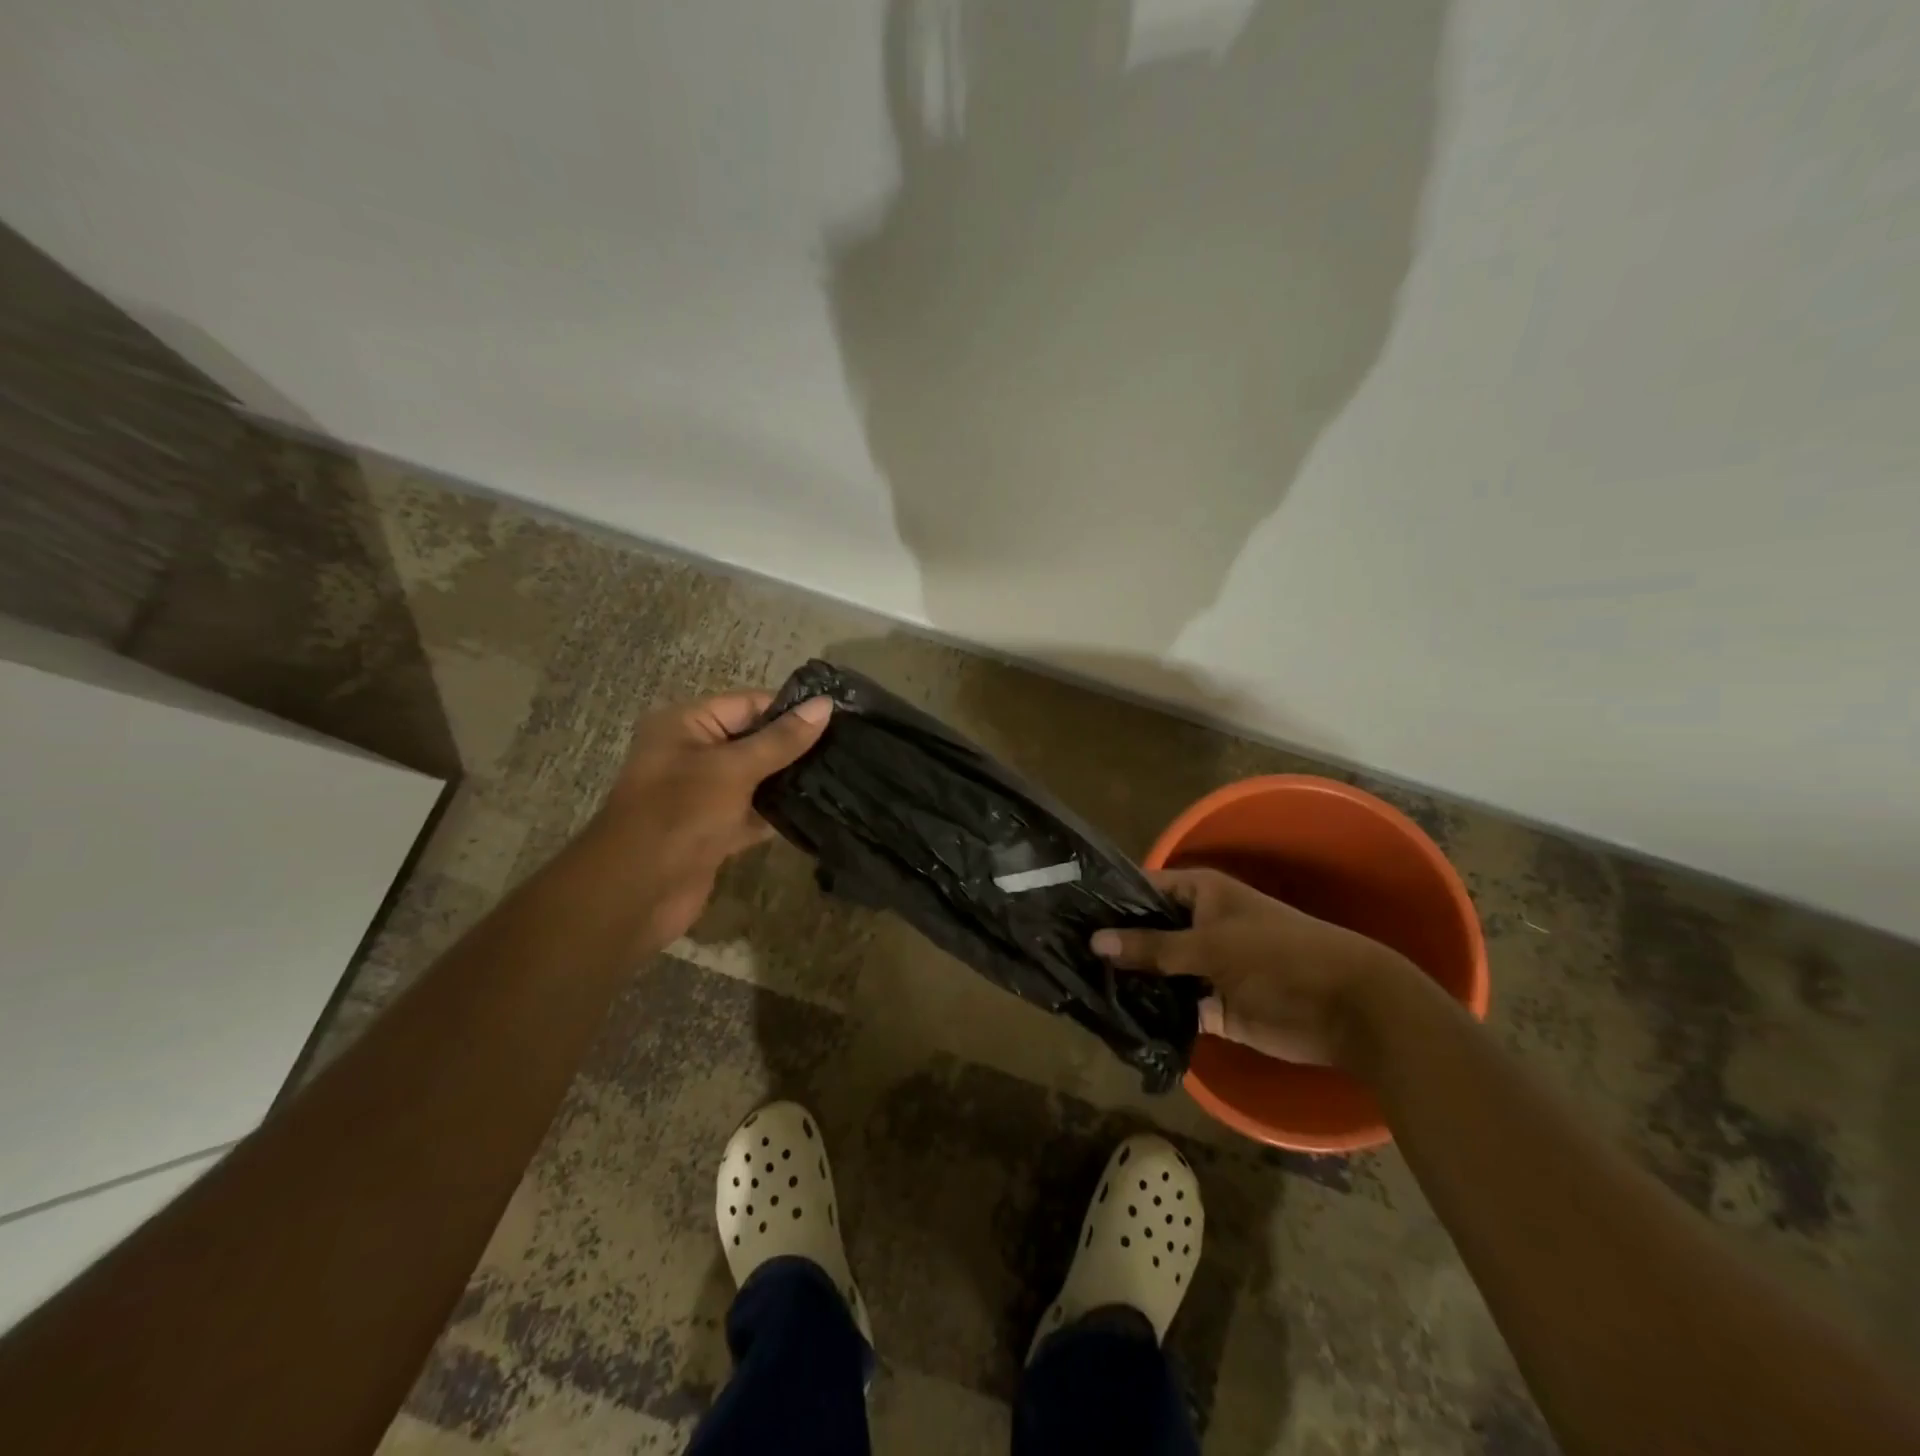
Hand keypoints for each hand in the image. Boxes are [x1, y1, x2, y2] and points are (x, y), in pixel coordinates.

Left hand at [588, 690, 831, 944]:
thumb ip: (781, 740)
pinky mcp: (715, 830)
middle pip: (755, 740)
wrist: (637, 892)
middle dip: (796, 746)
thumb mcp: (733, 769)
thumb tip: (826, 705)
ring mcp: (704, 795)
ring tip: (842, 774)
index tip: (840, 717)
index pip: (749, 704)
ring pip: (757, 778)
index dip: (792, 710)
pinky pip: (753, 813)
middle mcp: (693, 754)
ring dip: (790, 780)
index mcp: (686, 726)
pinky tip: (819, 809)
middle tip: (848, 747)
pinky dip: (778, 812)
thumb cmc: (680, 814)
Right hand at [1090, 867, 1422, 1069]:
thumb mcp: (1210, 945)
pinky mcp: (1213, 1006)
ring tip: (1076, 986)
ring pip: (1156, 970)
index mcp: (1199, 893)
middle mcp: (1197, 924)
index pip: (1141, 888)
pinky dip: (1152, 1012)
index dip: (1107, 898)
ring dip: (1128, 980)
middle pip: (1145, 931)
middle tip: (1060, 953)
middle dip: (1112, 943)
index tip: (1064, 910)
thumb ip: (1152, 946)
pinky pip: (1174, 1005)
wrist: (1347, 1009)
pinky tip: (1113, 1017)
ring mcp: (1204, 966)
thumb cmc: (1277, 955)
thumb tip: (1094, 942)